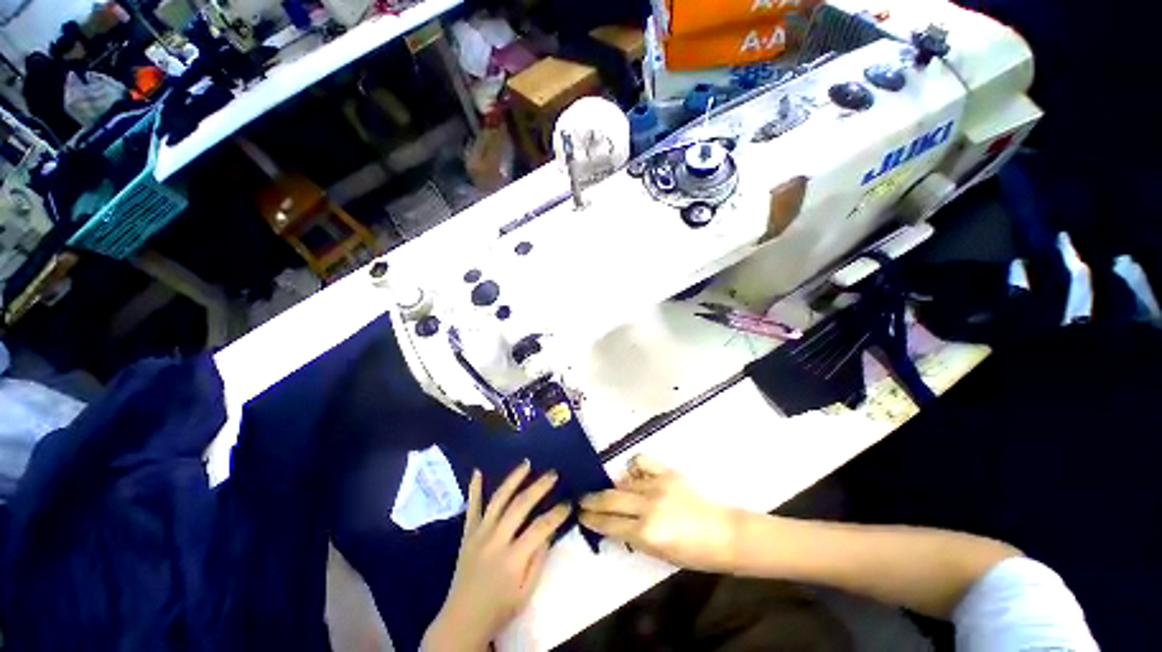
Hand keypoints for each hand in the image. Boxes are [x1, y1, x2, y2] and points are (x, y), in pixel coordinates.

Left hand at [422, 461, 571, 650]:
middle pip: (520, 505)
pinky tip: (477, 471)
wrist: (461, 620)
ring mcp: (479, 534)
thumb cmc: (499, 608)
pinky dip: (474, 488)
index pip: (540, 527)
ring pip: (498, 499)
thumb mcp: (526, 592)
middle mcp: (495, 540)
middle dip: (539, 486)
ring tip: (527, 463)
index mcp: (512, 558)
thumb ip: (538, 559)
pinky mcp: (467, 533)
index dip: (557, 513)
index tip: (569, 503)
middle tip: (553, 473)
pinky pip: (471, 507)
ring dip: (514, 479)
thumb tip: (550, 530)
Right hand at [580, 455, 741, 572]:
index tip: (580, 514)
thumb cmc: (694, 554)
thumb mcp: (659, 555)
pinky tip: (632, 473)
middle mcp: (647, 506)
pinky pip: (642, 462)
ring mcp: (657, 486)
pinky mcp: (668, 473)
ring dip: (612, 486)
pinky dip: (633, 467)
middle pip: (610, 499)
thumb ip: (634, 537)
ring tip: (608, 490)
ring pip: (623, 481)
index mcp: (646, 533)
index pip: (609, 524)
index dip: (591, 519)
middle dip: (592, 500)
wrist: (725, 534)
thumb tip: (615, 522)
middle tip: (581, 500)